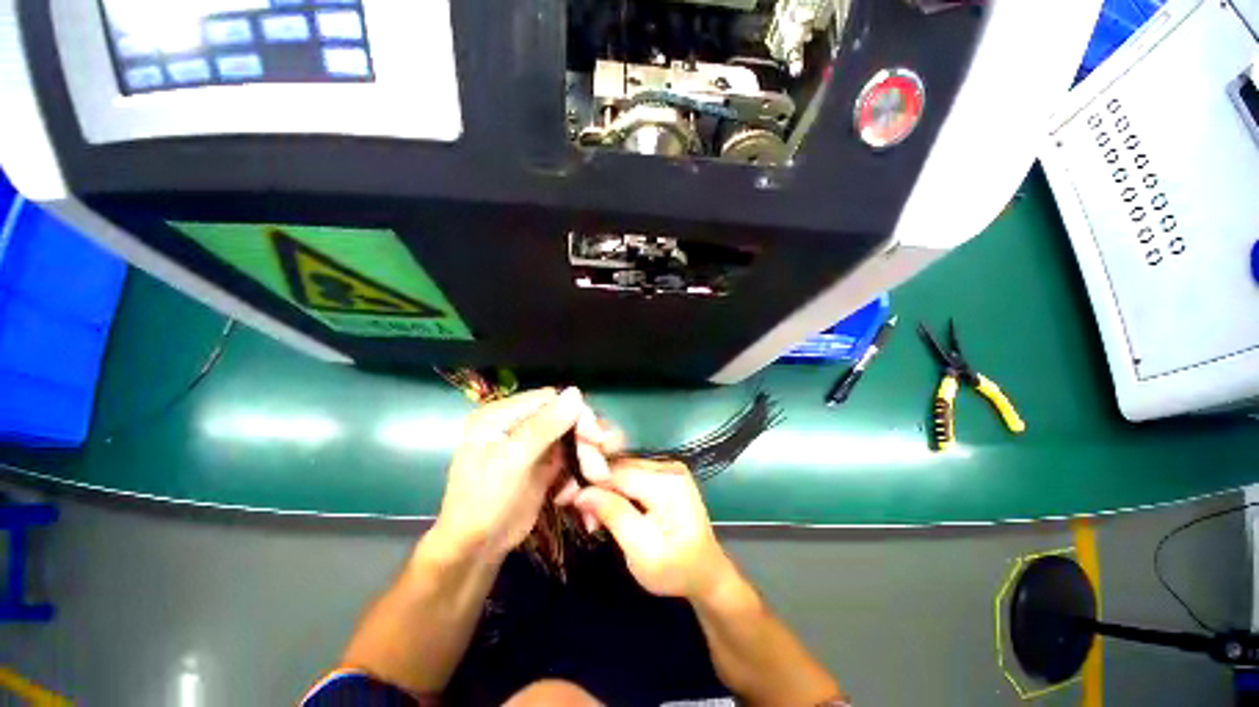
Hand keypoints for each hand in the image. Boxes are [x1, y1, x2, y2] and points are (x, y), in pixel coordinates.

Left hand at [429, 387, 611, 562]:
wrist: (475, 550)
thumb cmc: (484, 502)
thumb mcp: (511, 462)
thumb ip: (544, 426)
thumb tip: (576, 392)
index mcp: (502, 415)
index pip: (549, 400)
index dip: (577, 414)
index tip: (597, 438)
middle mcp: (518, 424)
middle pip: (564, 418)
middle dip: (585, 441)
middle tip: (600, 470)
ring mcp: (533, 444)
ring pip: (572, 438)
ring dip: (587, 458)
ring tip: (596, 481)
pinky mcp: (544, 463)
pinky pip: (571, 457)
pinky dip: (580, 472)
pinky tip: (576, 492)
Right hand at [571, 458, 732, 598]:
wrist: (706, 573)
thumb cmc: (676, 569)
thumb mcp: (642, 550)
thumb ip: (613, 515)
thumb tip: (581, 492)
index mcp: (667, 483)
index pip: (618, 472)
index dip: (590, 483)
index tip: (565, 498)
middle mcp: (668, 467)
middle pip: (620, 468)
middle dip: (597, 490)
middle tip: (585, 519)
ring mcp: (668, 469)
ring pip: (623, 471)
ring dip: (605, 492)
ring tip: (595, 520)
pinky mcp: (665, 476)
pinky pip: (632, 476)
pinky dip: (617, 492)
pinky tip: (610, 510)